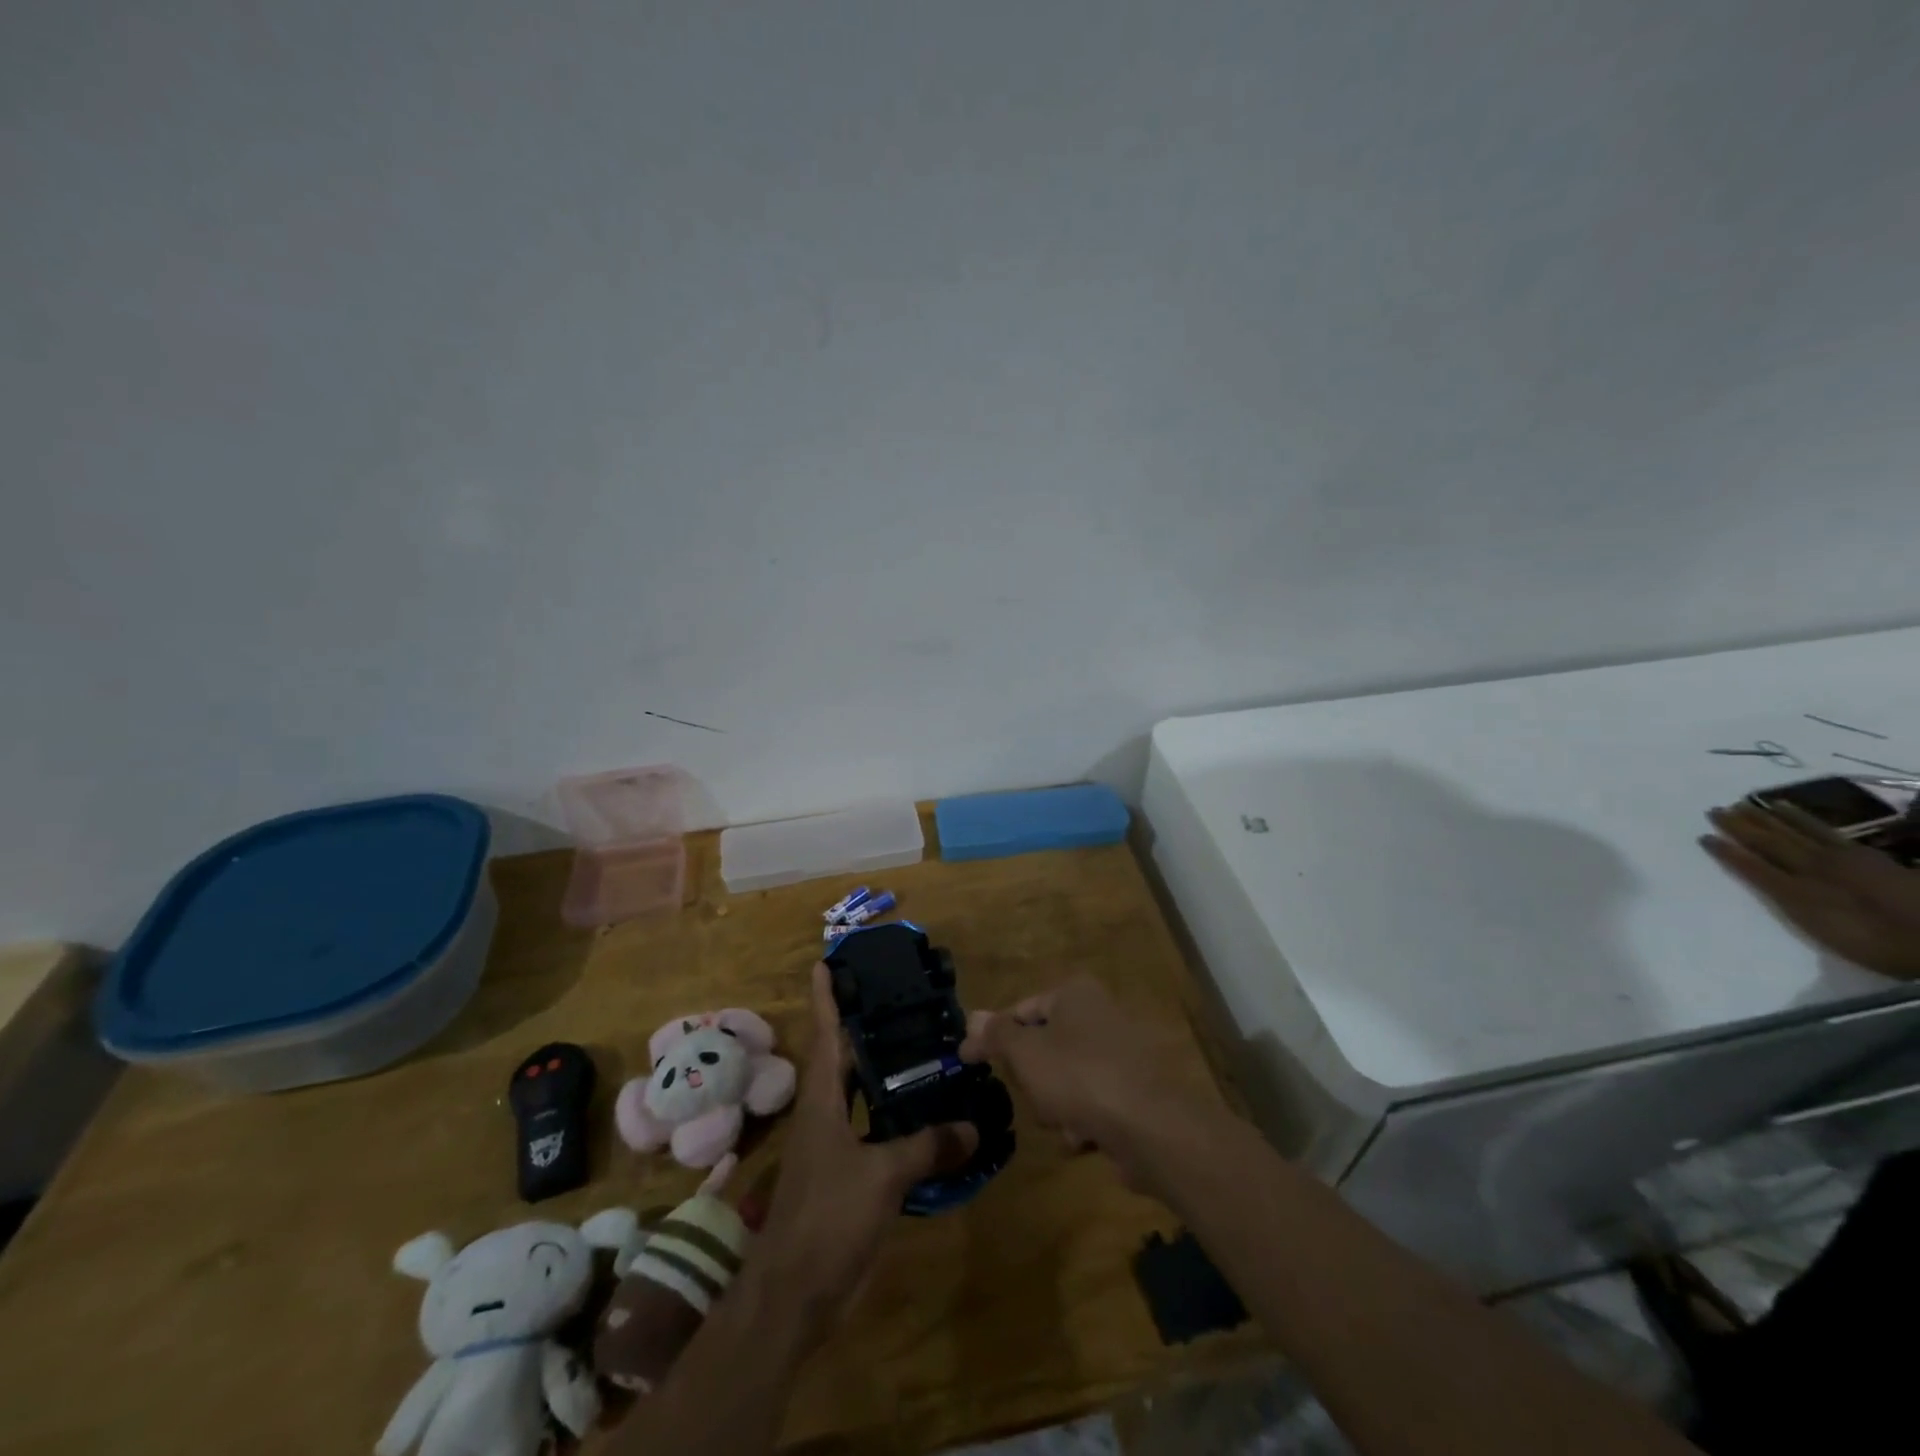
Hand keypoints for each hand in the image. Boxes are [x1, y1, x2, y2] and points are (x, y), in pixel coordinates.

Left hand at [749, 963, 976, 1328]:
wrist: (793, 1295)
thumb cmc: (827, 1219)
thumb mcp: (881, 1177)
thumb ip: (927, 1147)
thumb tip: (973, 1126)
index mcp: (822, 1101)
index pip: (825, 1035)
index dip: (825, 998)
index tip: (825, 963)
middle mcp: (824, 1115)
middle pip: (841, 1058)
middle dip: (860, 1026)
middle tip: (894, 998)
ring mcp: (832, 1147)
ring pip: (858, 1095)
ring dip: (880, 1071)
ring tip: (918, 1047)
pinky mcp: (845, 1176)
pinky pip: (873, 1132)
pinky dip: (894, 1117)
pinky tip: (923, 1116)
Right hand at [960, 975, 1213, 1196]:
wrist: (1151, 1127)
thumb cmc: (1078, 1076)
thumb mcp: (1025, 1052)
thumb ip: (996, 1035)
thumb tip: (972, 1017)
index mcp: (1074, 993)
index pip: (1021, 1010)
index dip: (994, 1037)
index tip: (968, 1062)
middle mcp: (1099, 1015)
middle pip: (1043, 1048)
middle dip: (1033, 1080)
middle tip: (1032, 1095)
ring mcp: (1119, 1054)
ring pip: (1065, 1081)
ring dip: (1056, 1107)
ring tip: (1063, 1122)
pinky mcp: (1133, 1093)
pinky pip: (1091, 1105)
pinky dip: (1083, 1122)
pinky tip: (1086, 1138)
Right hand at [1702, 802, 1919, 980]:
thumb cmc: (1875, 942)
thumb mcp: (1822, 926)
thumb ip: (1788, 899)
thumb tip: (1768, 880)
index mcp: (1798, 887)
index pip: (1752, 865)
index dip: (1727, 851)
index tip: (1703, 836)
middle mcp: (1813, 867)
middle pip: (1771, 843)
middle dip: (1742, 826)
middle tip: (1717, 809)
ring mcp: (1843, 859)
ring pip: (1796, 832)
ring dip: (1769, 818)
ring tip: (1749, 804)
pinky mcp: (1867, 856)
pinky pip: (1825, 830)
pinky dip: (1804, 818)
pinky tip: (1792, 811)